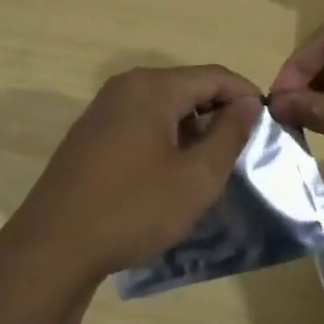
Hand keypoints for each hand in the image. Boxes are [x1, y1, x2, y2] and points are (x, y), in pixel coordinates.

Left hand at [0, 66, 262, 300]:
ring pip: (163, 107)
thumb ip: (229, 134)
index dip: (247, 97)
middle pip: (187, 87)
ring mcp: (102, 110)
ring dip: (192, 130)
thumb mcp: (196, 177)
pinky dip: (164, 139)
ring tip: (210, 167)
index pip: (215, 76)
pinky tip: (170, 174)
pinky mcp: (89, 135)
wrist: (54, 246)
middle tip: (242, 152)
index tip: (269, 128)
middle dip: (219, 114)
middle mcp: (125, 87)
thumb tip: (247, 103)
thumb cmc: (134, 209)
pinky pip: (139, 123)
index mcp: (153, 88)